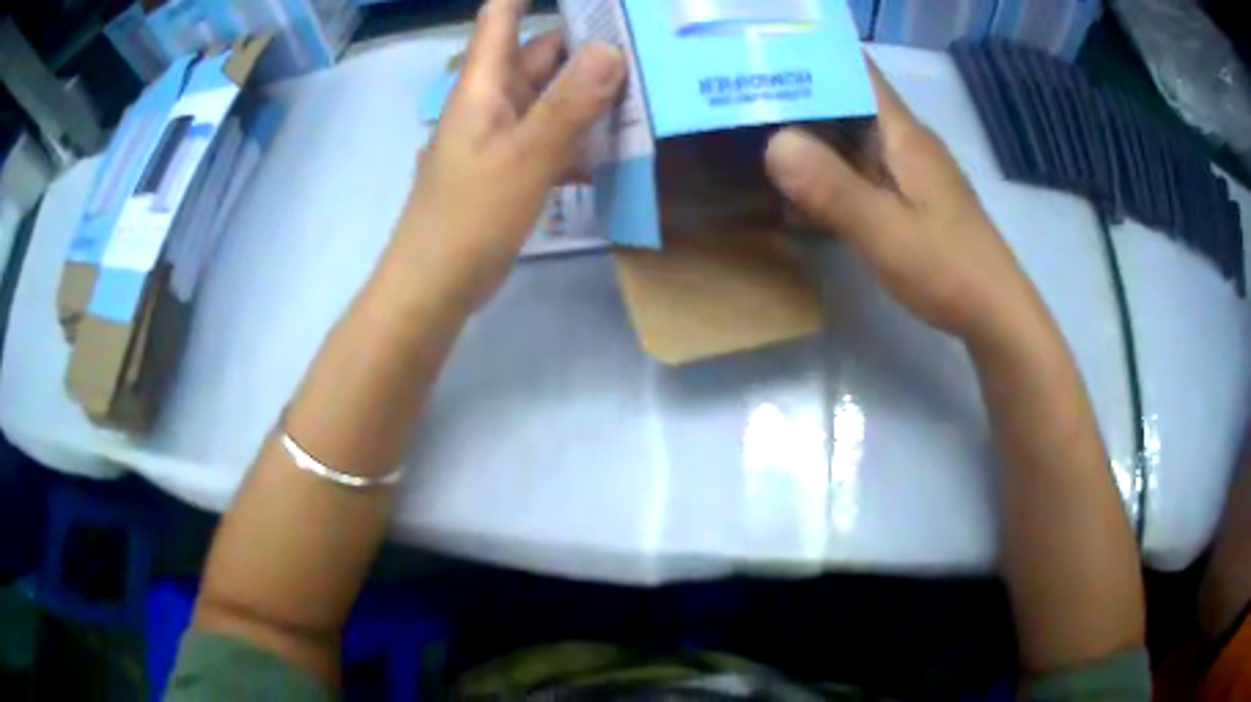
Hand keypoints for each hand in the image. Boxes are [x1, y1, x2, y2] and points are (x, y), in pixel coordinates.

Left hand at [392, 0, 623, 313]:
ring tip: (646, 86)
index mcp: (484, 84)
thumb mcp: (524, 156)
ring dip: (591, 92)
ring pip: (552, 97)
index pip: (501, 15)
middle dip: (586, 43)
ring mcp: (502, 135)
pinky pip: (552, 137)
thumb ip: (568, 104)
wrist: (434, 286)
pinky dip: (581, 136)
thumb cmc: (469, 216)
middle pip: (540, 54)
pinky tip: (618, 147)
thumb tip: (610, 49)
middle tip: (642, 42)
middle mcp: (492, 100)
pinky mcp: (512, 168)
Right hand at [765, 63, 1042, 346]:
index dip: (815, 60)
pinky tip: (798, 189)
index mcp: (903, 135)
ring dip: (810, 137)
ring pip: (851, 139)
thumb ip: (834, 189)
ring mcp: (907, 172)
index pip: (858, 73)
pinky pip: (860, 172)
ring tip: (753, 138)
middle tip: (740, 103)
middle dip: (799, 98)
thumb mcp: (887, 233)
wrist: (995, 314)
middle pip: (848, 103)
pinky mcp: (908, 199)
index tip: (763, 61)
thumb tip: (774, 141)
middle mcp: (905, 143)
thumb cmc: (949, 269)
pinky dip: (829, 173)